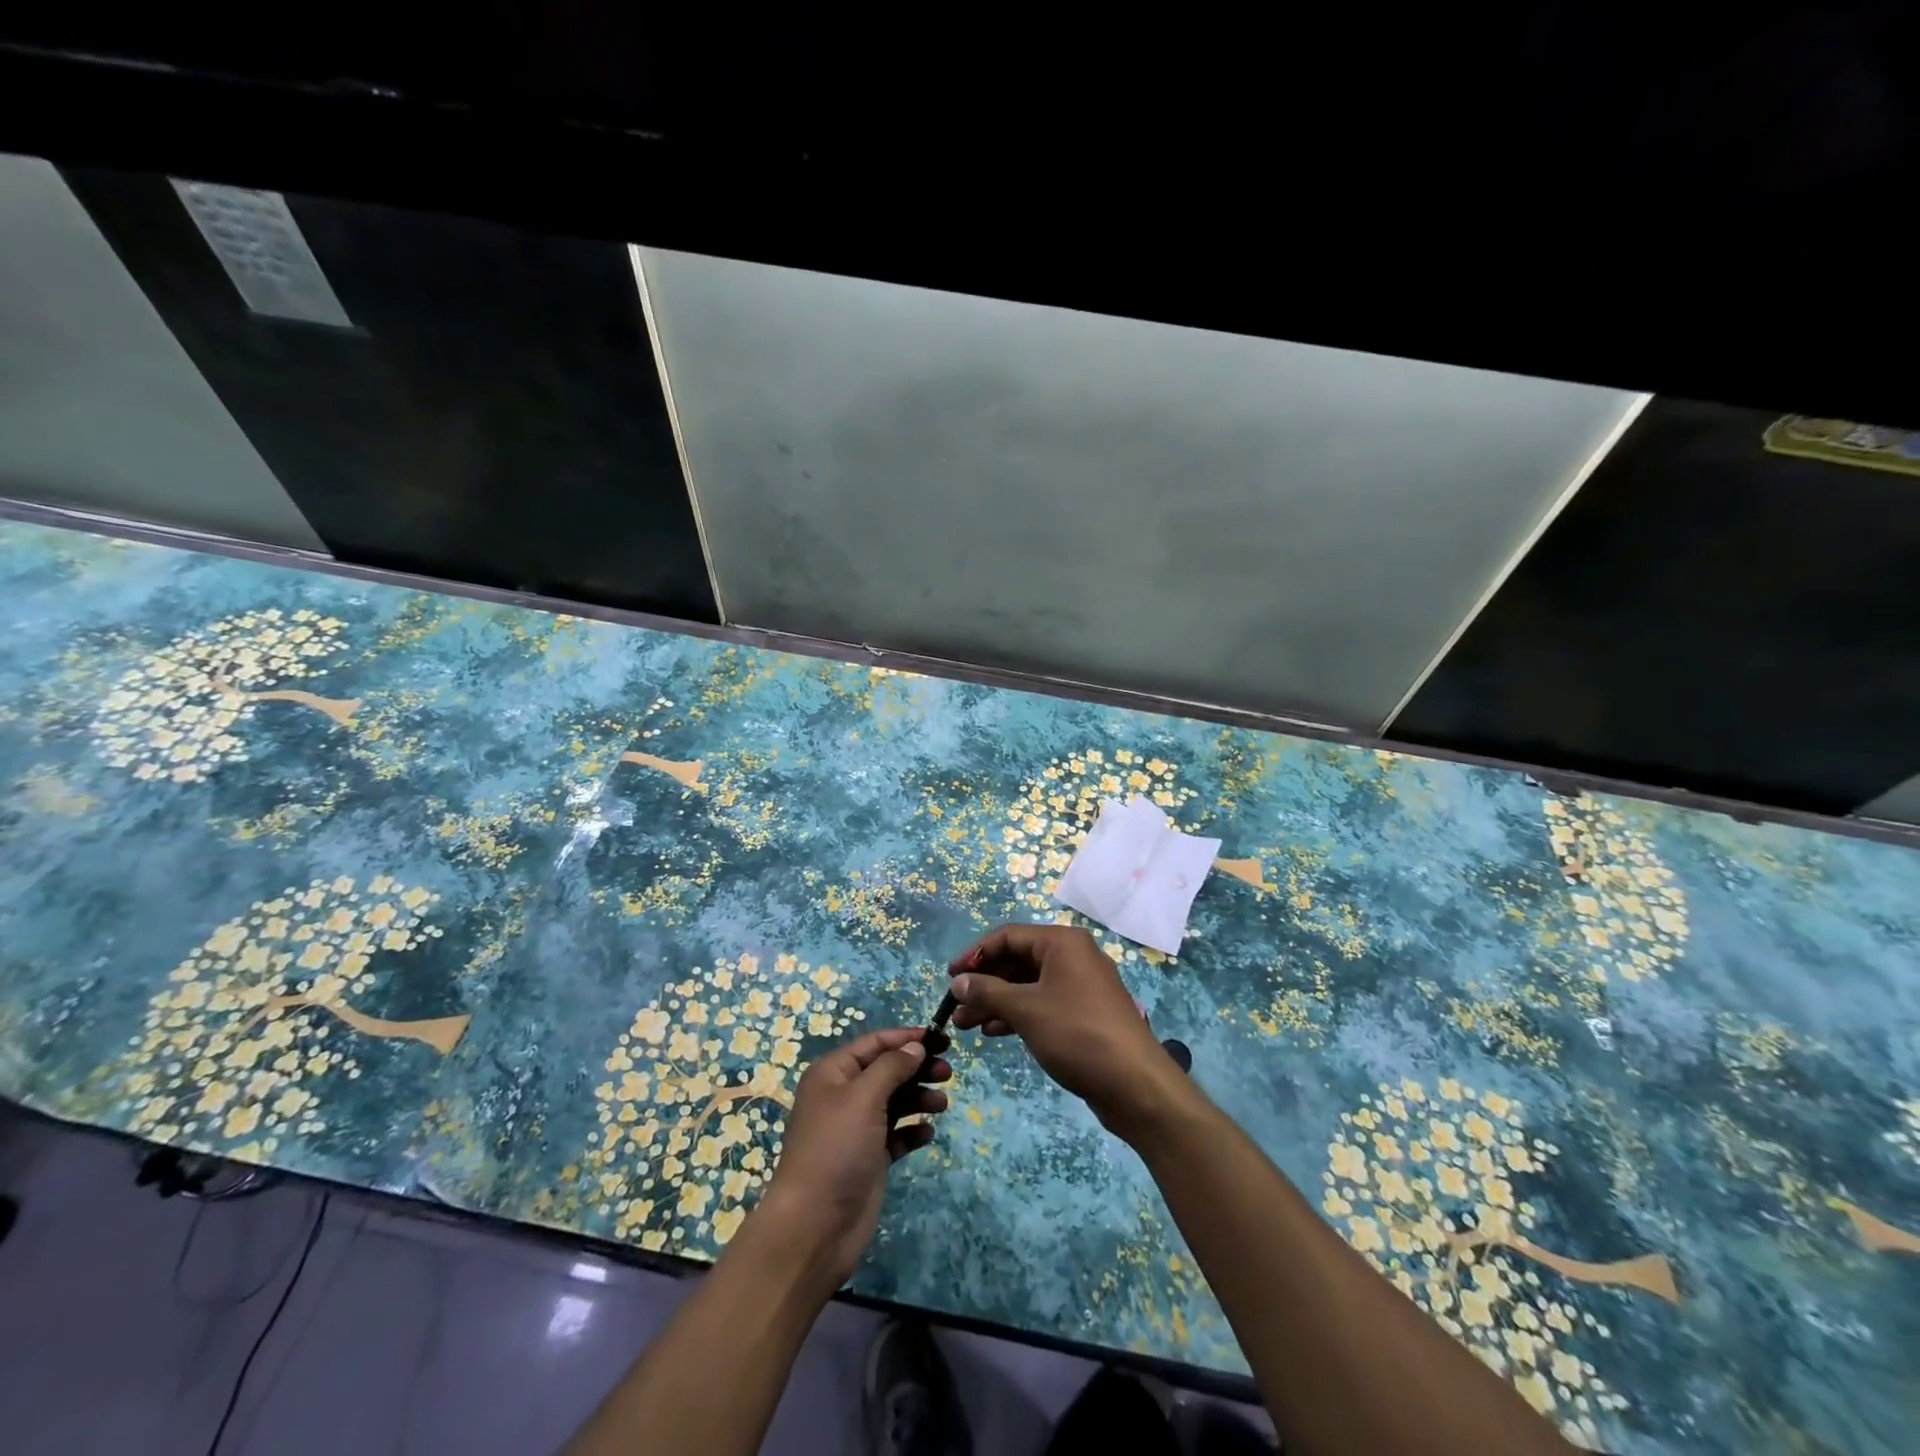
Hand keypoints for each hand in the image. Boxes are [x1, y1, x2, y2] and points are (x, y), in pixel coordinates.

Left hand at [752, 1027, 950, 1287]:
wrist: (814, 1226)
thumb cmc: (836, 1148)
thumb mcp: (863, 1097)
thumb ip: (892, 1067)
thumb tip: (915, 1047)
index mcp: (833, 1073)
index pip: (874, 1043)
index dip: (907, 1038)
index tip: (941, 1039)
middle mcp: (844, 1096)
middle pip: (887, 1070)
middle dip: (917, 1068)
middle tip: (947, 1073)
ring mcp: (857, 1129)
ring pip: (895, 1101)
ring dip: (919, 1098)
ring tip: (942, 1104)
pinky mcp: (869, 1158)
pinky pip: (896, 1135)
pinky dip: (913, 1130)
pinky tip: (927, 1133)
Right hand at [947, 924, 1185, 1139]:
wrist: (1136, 1083)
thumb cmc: (1077, 1034)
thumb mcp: (1026, 1010)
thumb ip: (988, 992)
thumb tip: (957, 981)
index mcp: (1062, 943)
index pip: (1008, 936)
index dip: (976, 954)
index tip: (950, 977)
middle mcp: (1073, 956)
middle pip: (1018, 960)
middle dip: (985, 982)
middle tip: (955, 1007)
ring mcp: (1081, 986)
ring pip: (1029, 985)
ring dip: (997, 1001)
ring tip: (966, 1025)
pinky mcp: (1084, 1013)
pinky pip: (1043, 1003)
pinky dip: (1018, 1014)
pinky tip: (994, 1032)